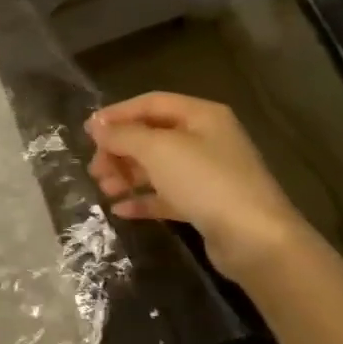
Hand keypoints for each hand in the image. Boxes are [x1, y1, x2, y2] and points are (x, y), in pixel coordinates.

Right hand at [86, 92, 311, 277]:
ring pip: (157, 167)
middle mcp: (206, 139)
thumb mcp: (157, 150)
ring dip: (126, 175)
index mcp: (201, 116)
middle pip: (151, 136)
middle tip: (95, 168)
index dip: (117, 114)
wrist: (255, 239)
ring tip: (104, 189)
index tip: (87, 132)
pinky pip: (166, 195)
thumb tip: (96, 125)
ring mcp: (208, 173)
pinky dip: (143, 199)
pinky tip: (120, 209)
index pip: (151, 103)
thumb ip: (122, 135)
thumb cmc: (205, 181)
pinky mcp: (206, 205)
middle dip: (119, 150)